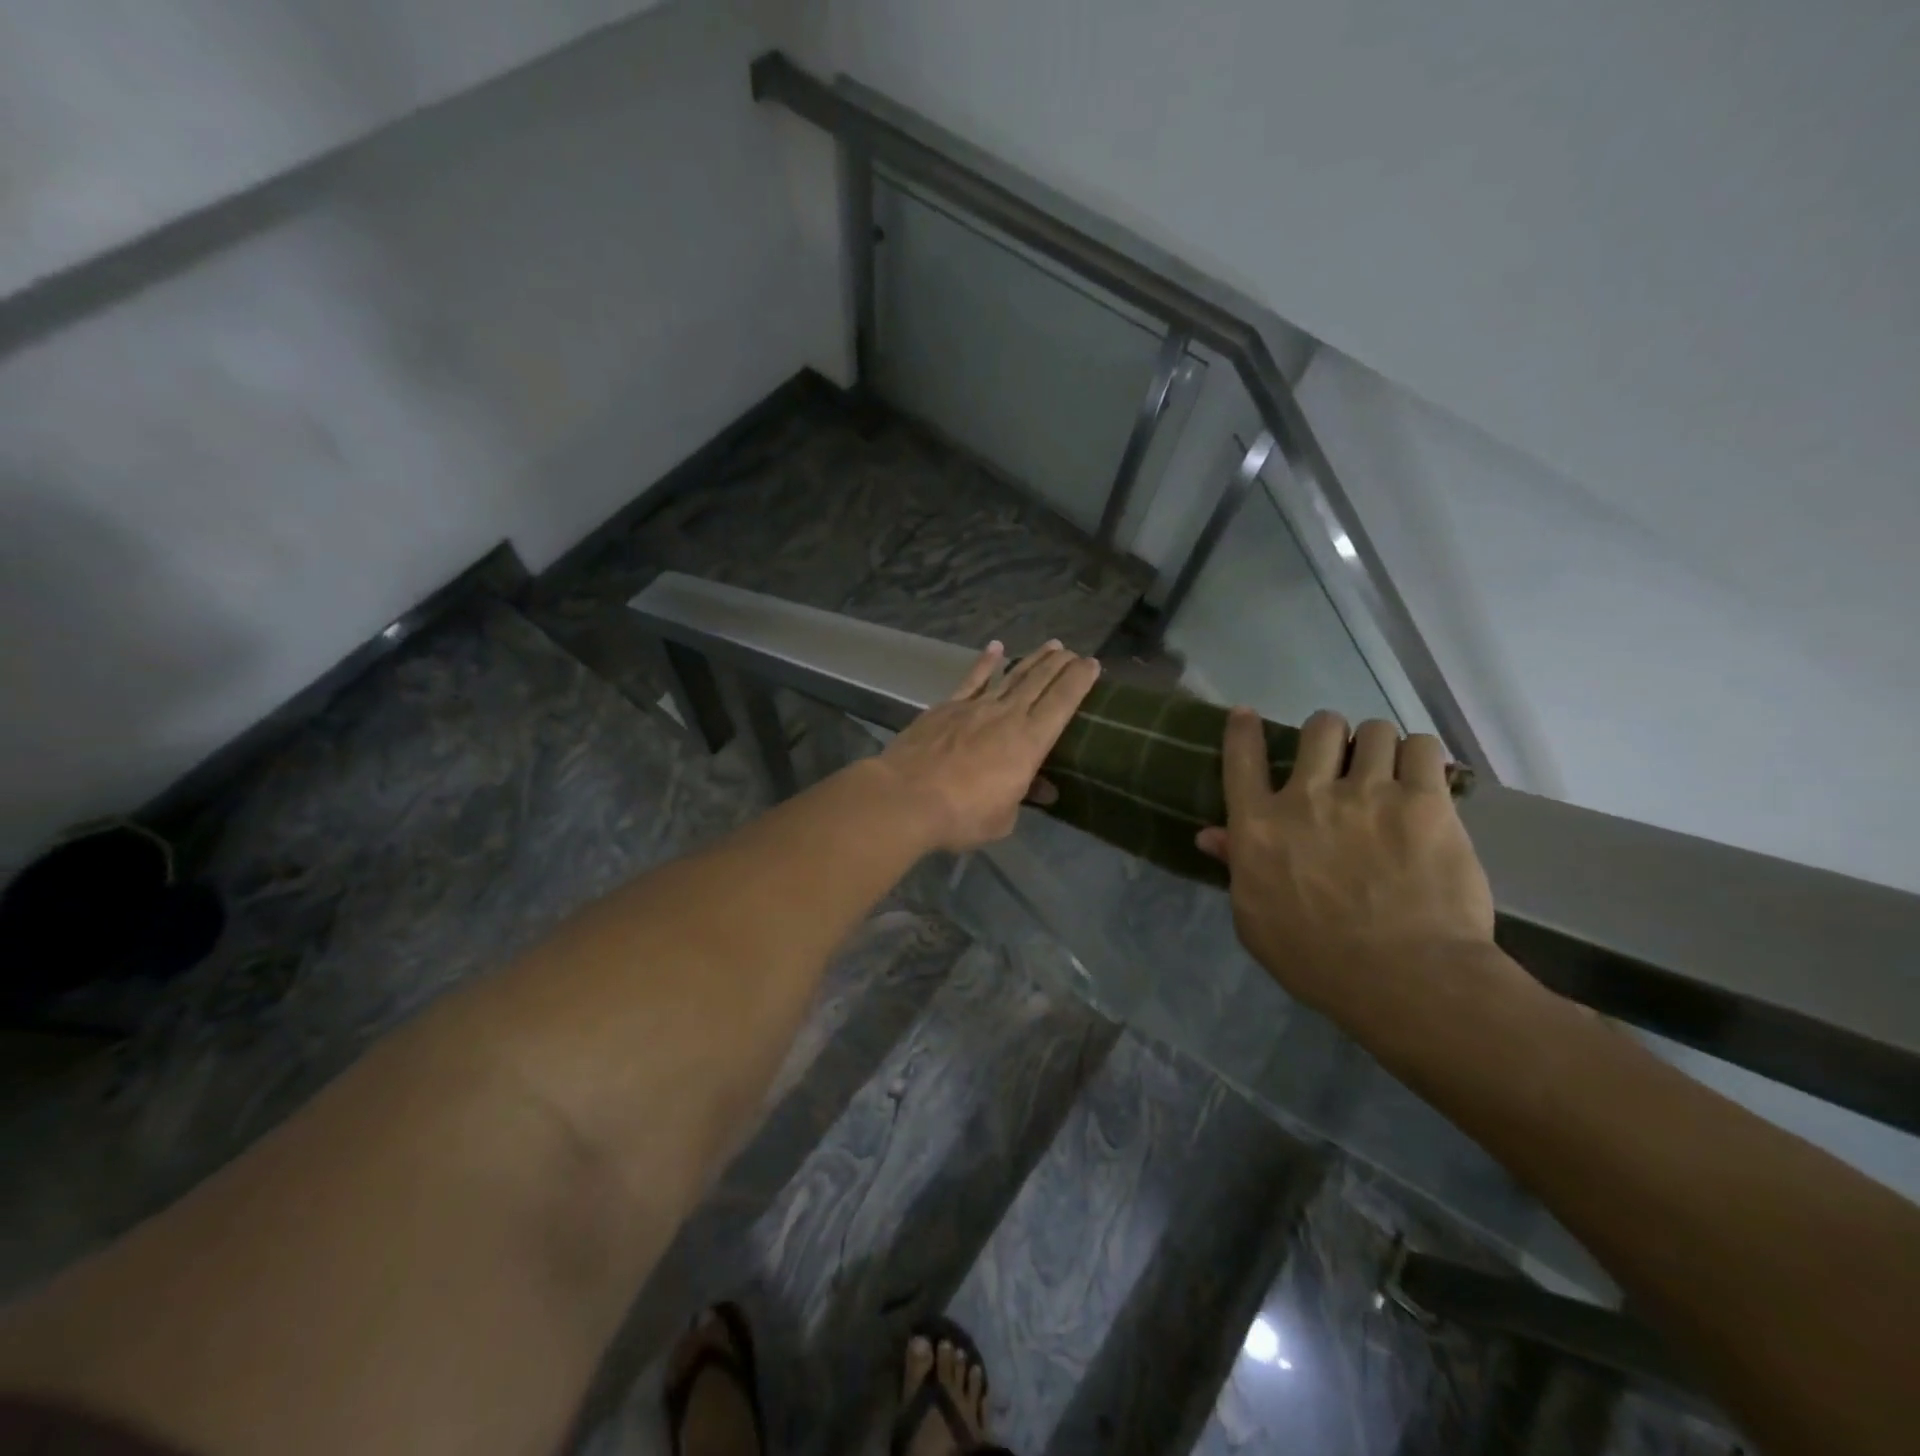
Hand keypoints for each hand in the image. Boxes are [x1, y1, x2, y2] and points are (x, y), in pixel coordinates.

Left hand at [878, 640, 1100, 851]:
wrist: (905, 798)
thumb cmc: (961, 816)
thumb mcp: (1002, 818)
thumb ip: (1022, 797)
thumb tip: (1042, 788)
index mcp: (1029, 742)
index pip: (1063, 703)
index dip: (1080, 681)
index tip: (1093, 664)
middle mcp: (1007, 716)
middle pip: (1040, 682)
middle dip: (1061, 664)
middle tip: (1075, 652)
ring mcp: (975, 707)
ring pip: (1012, 676)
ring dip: (1033, 659)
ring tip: (1051, 645)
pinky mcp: (947, 707)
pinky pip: (972, 679)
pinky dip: (986, 663)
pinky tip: (996, 647)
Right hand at [1196, 709, 1498, 1020]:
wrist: (1405, 978)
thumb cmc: (1316, 959)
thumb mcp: (1255, 919)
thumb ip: (1235, 867)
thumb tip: (1209, 835)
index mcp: (1259, 826)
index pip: (1241, 759)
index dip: (1243, 730)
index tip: (1247, 715)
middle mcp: (1308, 797)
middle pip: (1318, 729)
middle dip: (1328, 735)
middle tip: (1340, 758)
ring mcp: (1369, 794)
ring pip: (1374, 730)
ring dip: (1376, 745)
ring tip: (1387, 768)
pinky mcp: (1426, 802)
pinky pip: (1422, 748)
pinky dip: (1419, 755)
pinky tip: (1422, 777)